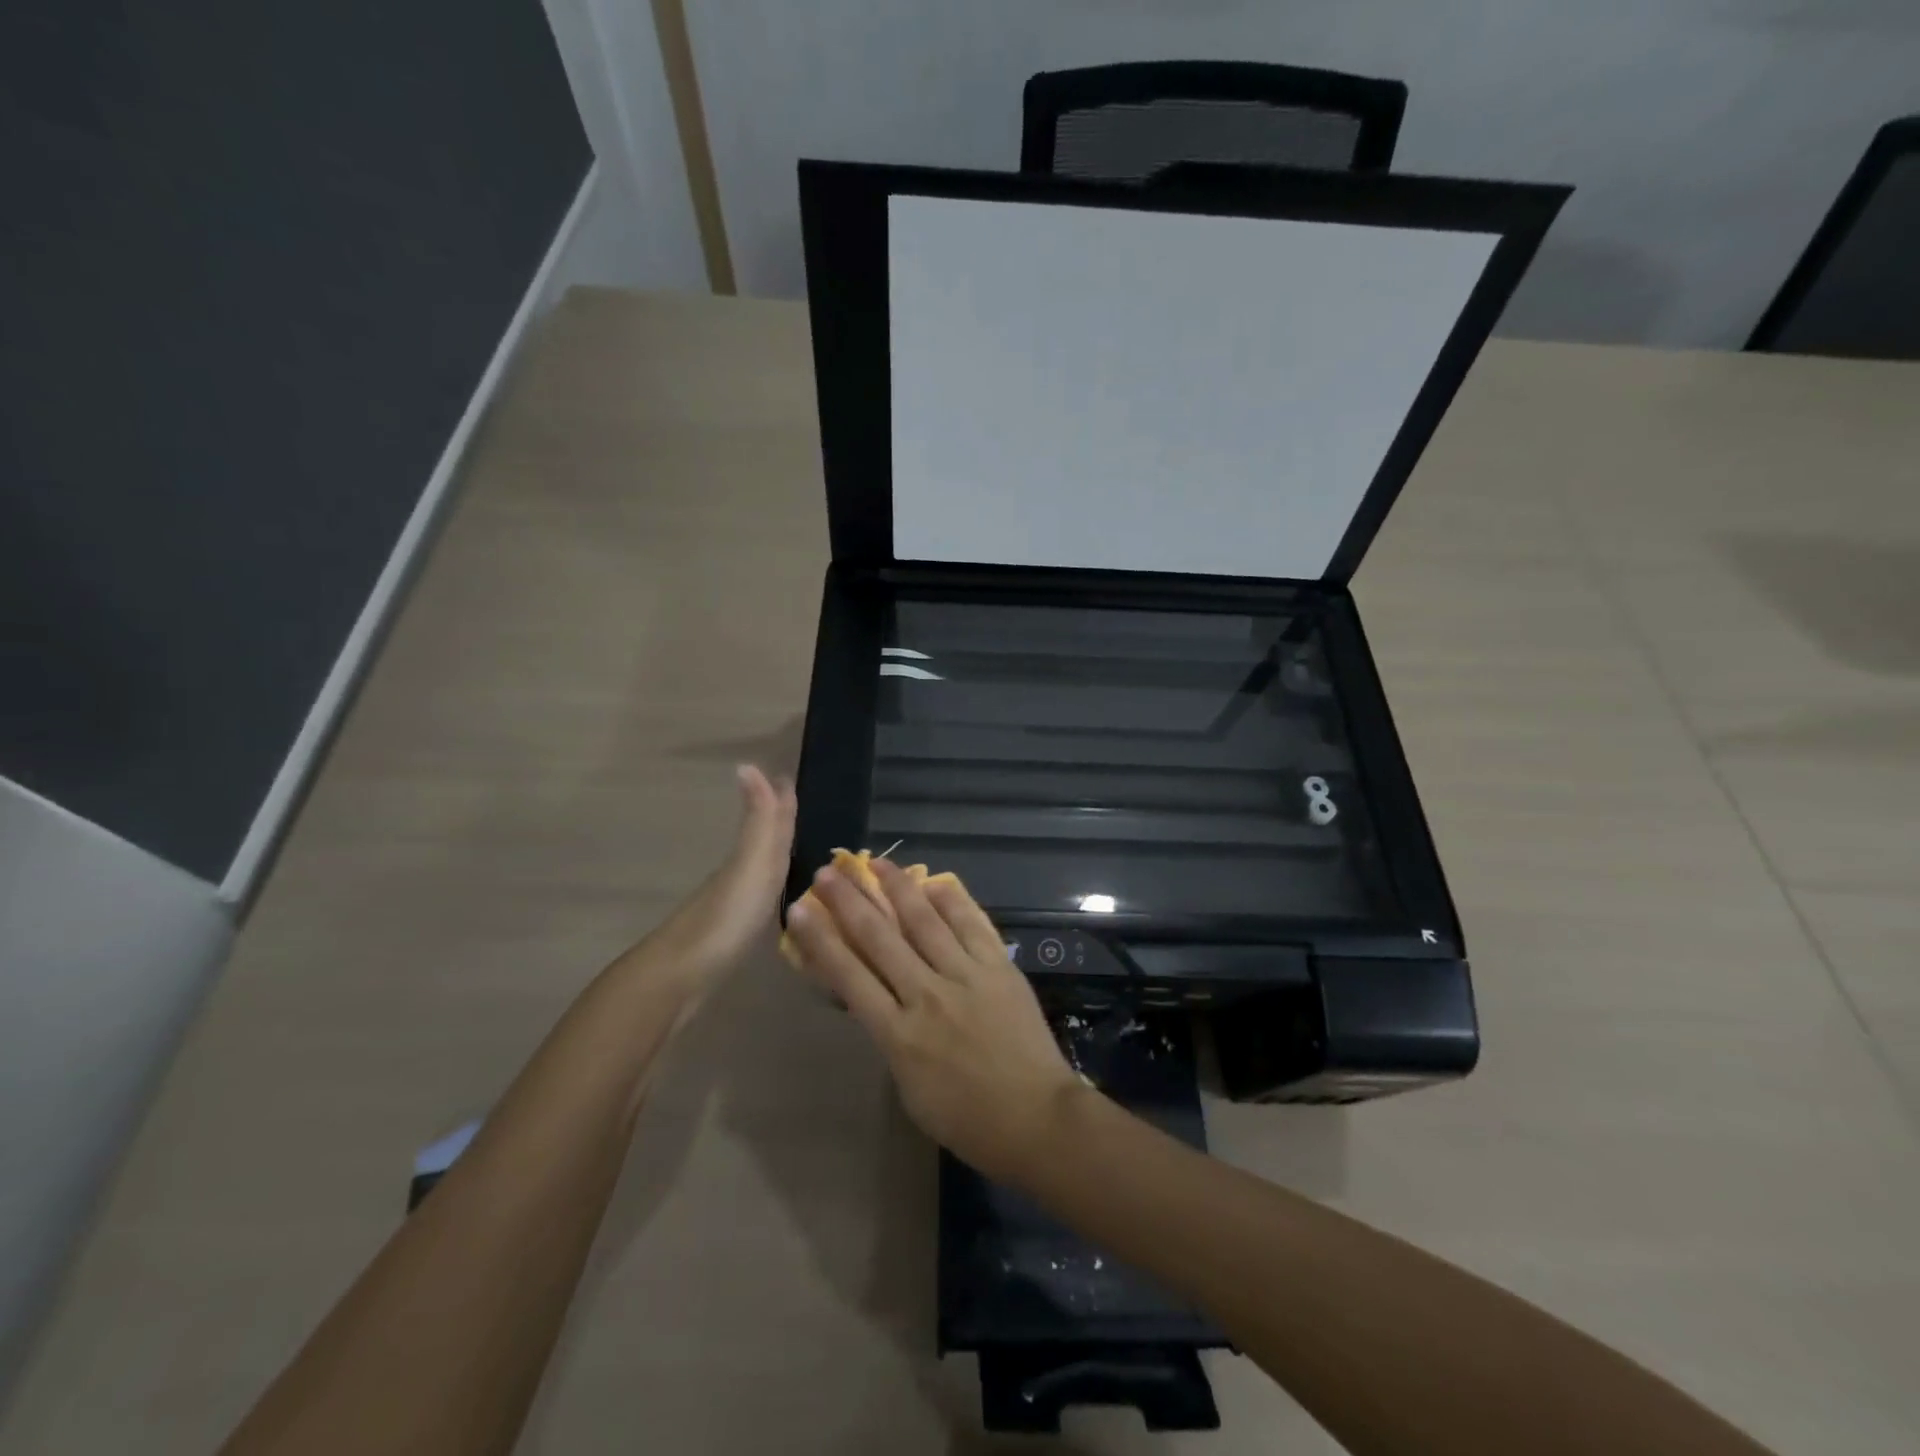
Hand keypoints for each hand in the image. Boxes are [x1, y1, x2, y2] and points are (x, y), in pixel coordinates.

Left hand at [635, 764, 795, 988]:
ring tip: (794, 847)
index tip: (788, 776)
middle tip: (795, 804)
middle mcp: (740, 875)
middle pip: (763, 841)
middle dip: (779, 821)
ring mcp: (732, 905)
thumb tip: (748, 764)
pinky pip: (759, 898)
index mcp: (749, 858)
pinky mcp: (731, 934)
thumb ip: (758, 821)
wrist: (680, 976)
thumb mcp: (751, 864)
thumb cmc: (725, 918)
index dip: (780, 801)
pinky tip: (773, 898)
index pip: (769, 822)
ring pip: (760, 870)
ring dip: (775, 855)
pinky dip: (769, 889)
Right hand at [783, 857, 1085, 1184]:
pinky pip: (971, 924)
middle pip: (880, 938)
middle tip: (827, 872)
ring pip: (924, 921)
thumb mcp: (910, 1088)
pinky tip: (933, 881)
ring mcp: (965, 976)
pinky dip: (950, 900)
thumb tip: (881, 999)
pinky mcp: (998, 967)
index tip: (799, 909)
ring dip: (897, 888)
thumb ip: (891, 1038)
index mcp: (898, 1035)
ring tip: (877, 863)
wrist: (1037, 1119)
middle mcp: (926, 995)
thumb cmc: (967, 1119)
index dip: (820, 940)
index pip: (849, 976)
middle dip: (850, 901)